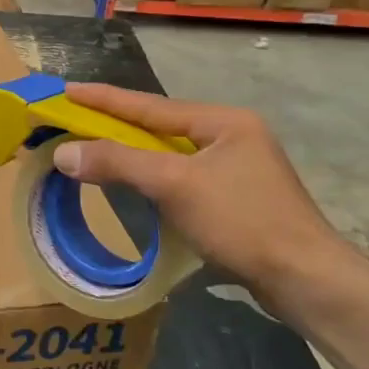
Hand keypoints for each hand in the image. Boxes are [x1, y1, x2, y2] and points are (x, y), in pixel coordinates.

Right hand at [54, 84, 365, 307]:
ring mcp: (236, 168)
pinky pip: (181, 178)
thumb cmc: (242, 222)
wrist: (305, 279)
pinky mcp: (236, 198)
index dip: (104, 98)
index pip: (149, 105)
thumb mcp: (174, 185)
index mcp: (222, 121)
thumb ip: (118, 163)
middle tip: (72, 119)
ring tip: (93, 148)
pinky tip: (133, 184)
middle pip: (159, 127)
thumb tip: (63, 153)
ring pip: (169, 154)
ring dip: (131, 153)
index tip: (66, 89)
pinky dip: (151, 178)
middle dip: (115, 124)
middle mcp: (231, 136)